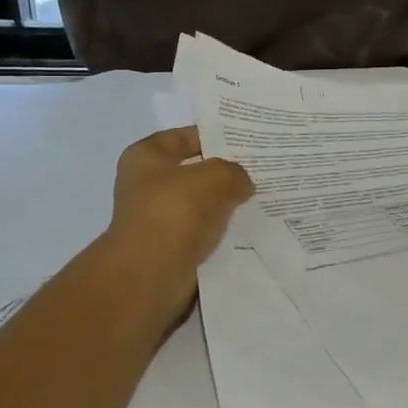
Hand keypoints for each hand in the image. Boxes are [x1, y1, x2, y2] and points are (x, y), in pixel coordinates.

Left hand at [104, 127, 253, 316]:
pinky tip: (250, 227)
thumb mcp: (215, 176)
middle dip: (224, 172)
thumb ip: (234, 172)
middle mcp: (147, 185)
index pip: (183, 137)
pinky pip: (204, 232)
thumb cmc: (175, 210)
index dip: (213, 135)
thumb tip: (241, 183)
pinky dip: (222, 230)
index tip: (245, 140)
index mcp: (145, 157)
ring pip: (202, 204)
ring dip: (225, 204)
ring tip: (261, 197)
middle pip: (194, 171)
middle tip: (260, 169)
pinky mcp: (171, 248)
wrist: (152, 272)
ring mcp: (158, 218)